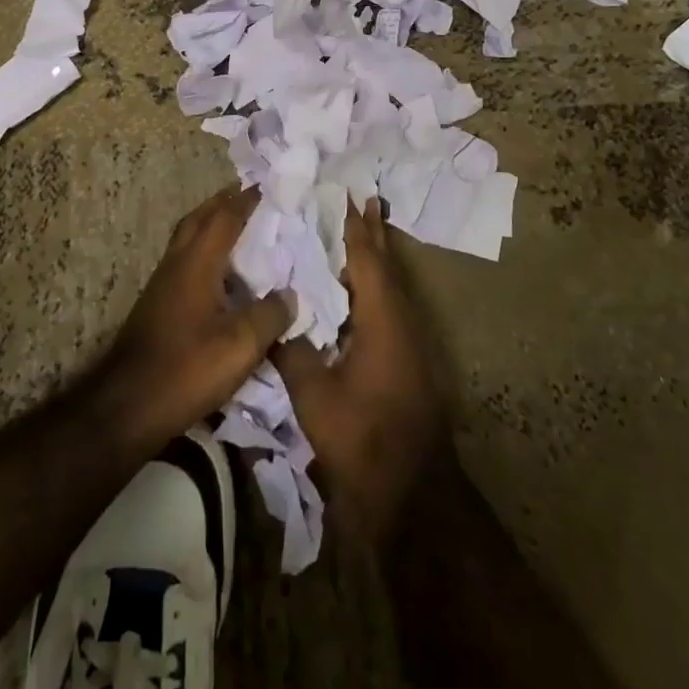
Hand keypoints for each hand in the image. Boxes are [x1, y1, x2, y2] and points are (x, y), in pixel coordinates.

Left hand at [97, 186, 291, 454]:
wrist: (127, 406)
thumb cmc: (186, 369)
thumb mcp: (241, 346)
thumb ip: (270, 315)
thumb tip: (291, 295)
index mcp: (197, 263)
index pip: (225, 217)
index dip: (247, 198)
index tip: (269, 183)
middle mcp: (177, 264)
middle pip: (199, 219)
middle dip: (224, 202)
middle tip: (251, 194)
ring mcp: (163, 284)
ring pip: (188, 238)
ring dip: (211, 224)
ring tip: (240, 226)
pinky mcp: (158, 305)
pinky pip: (186, 260)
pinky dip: (205, 251)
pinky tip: (222, 272)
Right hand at [272, 198, 451, 545]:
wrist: (412, 491)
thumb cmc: (363, 436)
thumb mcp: (315, 395)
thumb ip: (293, 352)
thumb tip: (276, 322)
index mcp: (382, 319)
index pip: (367, 261)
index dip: (356, 229)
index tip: (351, 196)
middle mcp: (401, 322)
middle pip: (385, 266)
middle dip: (373, 234)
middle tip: (365, 200)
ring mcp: (408, 343)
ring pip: (390, 288)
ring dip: (375, 259)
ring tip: (359, 235)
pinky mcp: (406, 362)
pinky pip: (388, 308)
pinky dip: (373, 288)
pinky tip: (356, 294)